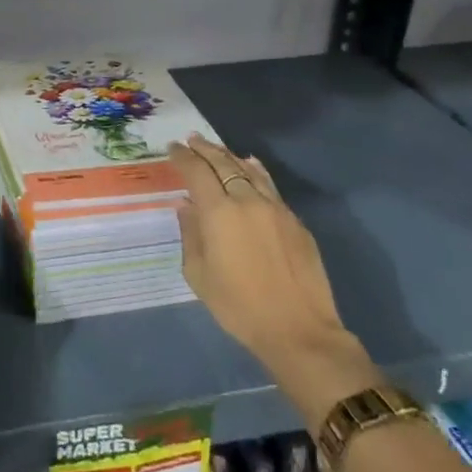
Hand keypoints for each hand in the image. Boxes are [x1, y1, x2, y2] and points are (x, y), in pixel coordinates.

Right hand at [169, 134, 381, 429]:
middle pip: (223, 163)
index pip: (196, 171)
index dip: (182, 156)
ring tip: (216, 149)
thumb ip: (190, 234)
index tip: (172, 147)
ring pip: (249, 170)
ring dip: (229, 156)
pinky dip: (255, 171)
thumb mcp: (198, 274)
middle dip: (204, 149)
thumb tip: (186, 206)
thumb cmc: (238, 306)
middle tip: (191, 140)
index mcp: (219, 212)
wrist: (299, 331)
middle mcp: (247, 200)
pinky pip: (270, 185)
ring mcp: (275, 208)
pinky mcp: (295, 221)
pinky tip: (250, 166)